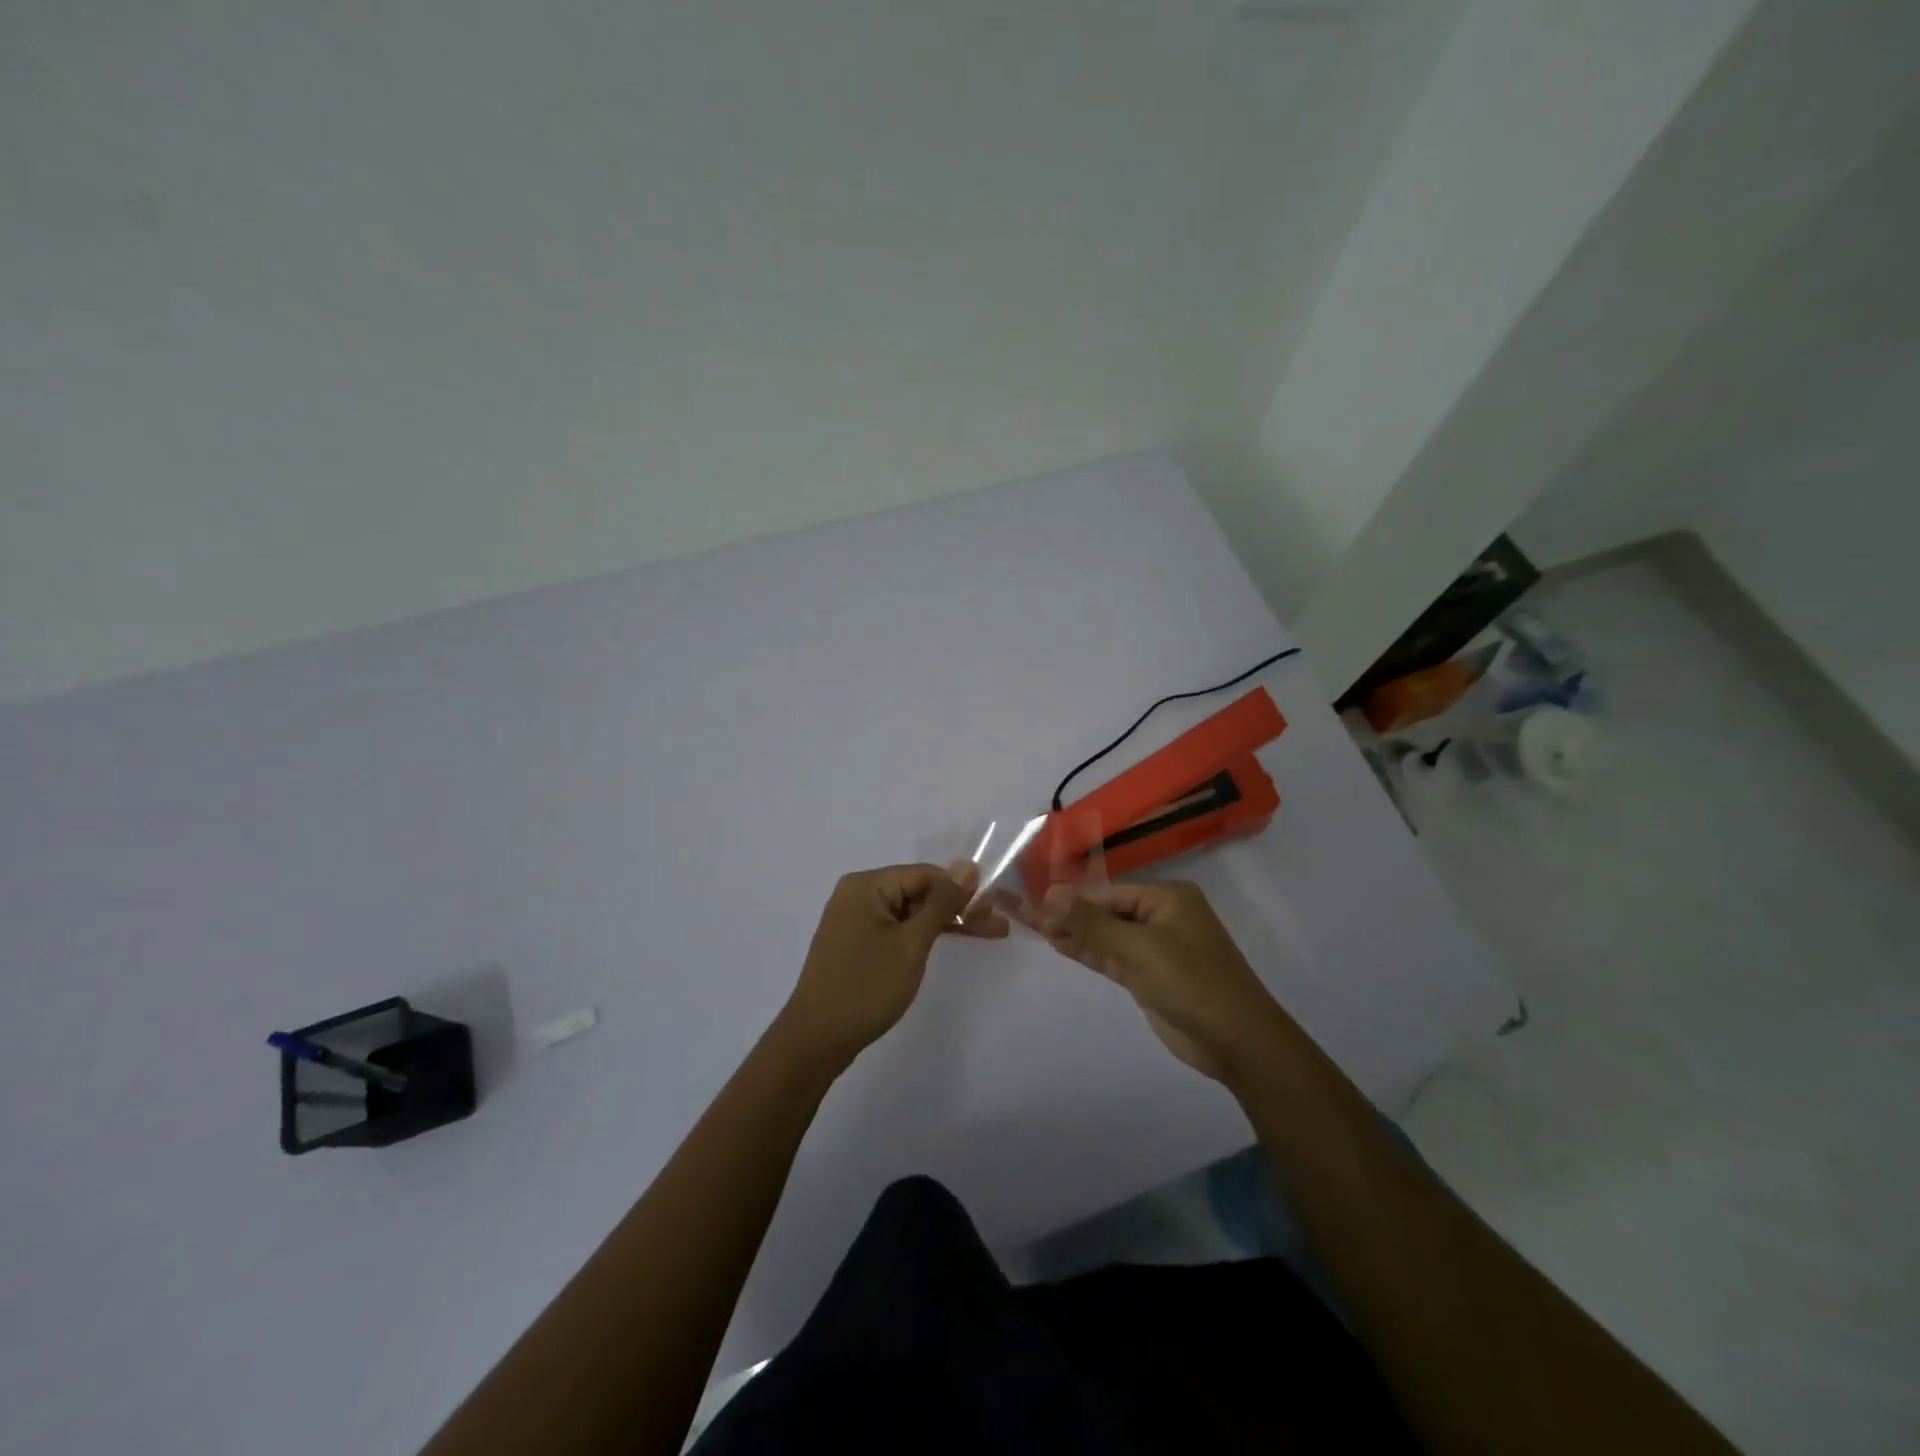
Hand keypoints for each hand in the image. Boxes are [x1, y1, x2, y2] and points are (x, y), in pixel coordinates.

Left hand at [776, 863, 1002, 1071]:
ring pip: (912, 913)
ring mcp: (857, 921)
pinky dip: (925, 937)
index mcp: (866, 885)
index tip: (997, 907)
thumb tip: (968, 866)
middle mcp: (859, 895)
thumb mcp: (911, 943)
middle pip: (919, 892)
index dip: (962, 888)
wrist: (816, 1041)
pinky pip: (899, 930)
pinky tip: (952, 941)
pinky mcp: (859, 945)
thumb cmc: (865, 987)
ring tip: (990, 934)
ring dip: (948, 923)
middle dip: (959, 907)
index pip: (925, 874)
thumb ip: (942, 903)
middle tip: (999, 925)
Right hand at [1029, 880, 1287, 1082]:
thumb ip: (1092, 922)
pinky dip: (1088, 952)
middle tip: (1025, 917)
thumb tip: (1049, 892)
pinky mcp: (1149, 976)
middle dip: (1069, 915)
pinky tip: (1059, 945)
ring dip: (1074, 934)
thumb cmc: (1193, 983)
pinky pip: (1112, 956)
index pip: (1108, 893)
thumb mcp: (1139, 949)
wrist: (1238, 1043)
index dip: (1071, 900)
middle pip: (1105, 911)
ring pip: (1106, 935)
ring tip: (1033, 929)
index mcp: (1168, 898)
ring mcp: (1155, 948)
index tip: (1033, 906)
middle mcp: (1161, 916)